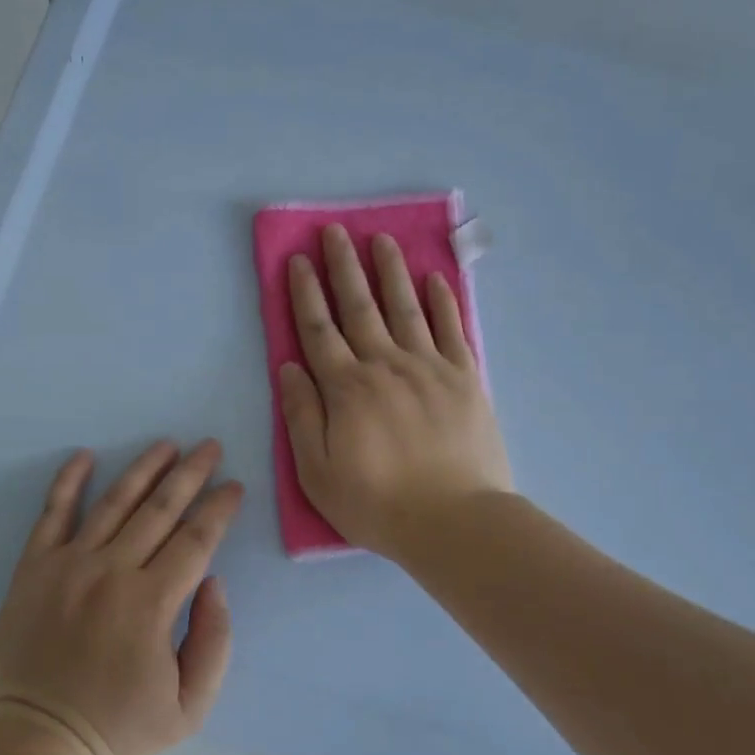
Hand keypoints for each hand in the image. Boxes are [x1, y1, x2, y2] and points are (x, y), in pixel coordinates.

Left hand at [0, 440, 242, 754]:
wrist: (35, 740)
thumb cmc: (117, 727)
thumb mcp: (189, 708)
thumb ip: (214, 642)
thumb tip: (214, 582)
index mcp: (151, 603)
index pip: (196, 540)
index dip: (220, 509)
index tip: (235, 486)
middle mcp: (112, 571)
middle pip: (161, 509)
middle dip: (191, 474)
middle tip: (211, 446)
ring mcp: (69, 564)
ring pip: (114, 502)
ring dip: (145, 468)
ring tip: (167, 444)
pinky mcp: (34, 568)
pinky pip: (52, 514)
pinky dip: (68, 481)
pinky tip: (85, 456)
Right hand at [278, 223, 513, 557]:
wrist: (455, 523)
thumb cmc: (377, 503)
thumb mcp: (318, 472)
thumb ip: (302, 416)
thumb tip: (289, 367)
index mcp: (346, 388)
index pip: (319, 330)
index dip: (306, 293)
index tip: (298, 259)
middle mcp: (385, 366)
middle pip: (360, 307)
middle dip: (344, 267)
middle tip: (335, 231)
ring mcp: (429, 368)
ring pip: (405, 308)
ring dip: (391, 271)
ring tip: (381, 239)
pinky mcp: (465, 379)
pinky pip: (452, 330)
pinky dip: (443, 302)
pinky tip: (435, 279)